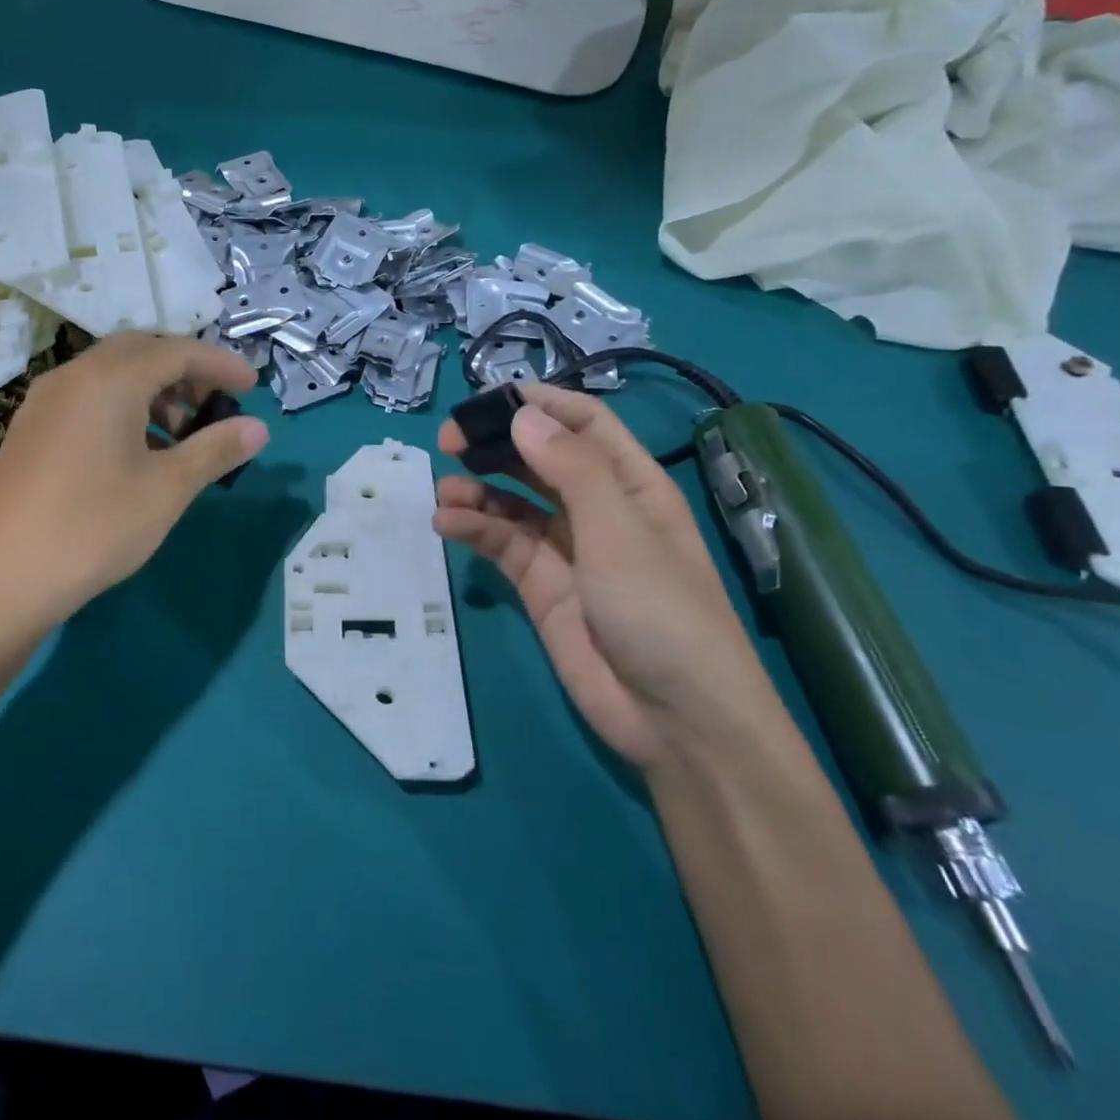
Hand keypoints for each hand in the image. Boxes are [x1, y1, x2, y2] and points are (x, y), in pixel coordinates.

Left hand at [0, 332, 268, 628]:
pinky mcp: (31, 429)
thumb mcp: (167, 489)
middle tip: (216, 404)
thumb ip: (215, 450)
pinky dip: (124, 408)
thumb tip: (259, 428)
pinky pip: (88, 398)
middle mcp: (73, 376)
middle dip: (185, 371)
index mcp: (109, 379)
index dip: (220, 364)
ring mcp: (45, 401)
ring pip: (111, 375)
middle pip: (141, 352)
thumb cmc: (94, 527)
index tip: (253, 386)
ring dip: (154, 391)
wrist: (0, 580)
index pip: (177, 350)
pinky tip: (139, 452)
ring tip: (183, 435)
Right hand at [435, 384, 782, 768]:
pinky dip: (474, 529)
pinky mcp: (541, 586)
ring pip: (513, 502)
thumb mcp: (619, 532)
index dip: (540, 404)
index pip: (584, 424)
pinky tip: (448, 525)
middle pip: (540, 458)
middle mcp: (597, 509)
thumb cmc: (661, 611)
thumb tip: (522, 415)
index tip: (488, 400)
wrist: (675, 720)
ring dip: (478, 491)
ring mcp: (567, 549)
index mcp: (631, 484)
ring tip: (444, 493)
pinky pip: (502, 544)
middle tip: (449, 442)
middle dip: (497, 445)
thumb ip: (570, 469)